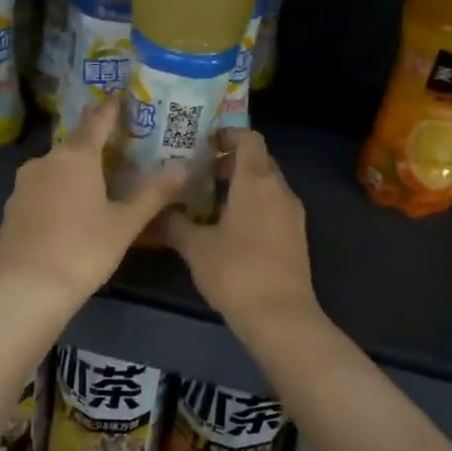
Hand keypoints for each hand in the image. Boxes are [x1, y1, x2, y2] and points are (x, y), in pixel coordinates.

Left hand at [0, 99, 187, 304]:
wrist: (25, 289)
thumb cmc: (83, 250)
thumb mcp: (126, 223)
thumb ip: (155, 193)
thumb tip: (185, 166)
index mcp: (75, 155)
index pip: (97, 119)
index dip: (112, 108)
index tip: (124, 98)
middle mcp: (45, 160)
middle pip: (76, 144)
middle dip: (99, 145)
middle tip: (124, 151)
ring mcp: (24, 184)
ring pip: (57, 167)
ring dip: (78, 170)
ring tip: (101, 183)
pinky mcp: (12, 208)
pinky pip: (43, 189)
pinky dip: (60, 191)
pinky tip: (73, 210)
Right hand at [164, 130, 318, 328]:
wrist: (280, 316)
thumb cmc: (236, 271)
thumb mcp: (196, 247)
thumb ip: (174, 223)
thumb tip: (155, 211)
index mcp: (257, 181)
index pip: (249, 139)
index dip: (228, 134)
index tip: (204, 141)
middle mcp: (280, 190)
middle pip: (259, 161)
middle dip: (230, 161)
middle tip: (199, 171)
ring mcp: (292, 215)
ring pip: (267, 186)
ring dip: (241, 185)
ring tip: (208, 200)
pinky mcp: (296, 237)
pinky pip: (273, 207)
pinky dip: (253, 206)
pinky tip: (228, 227)